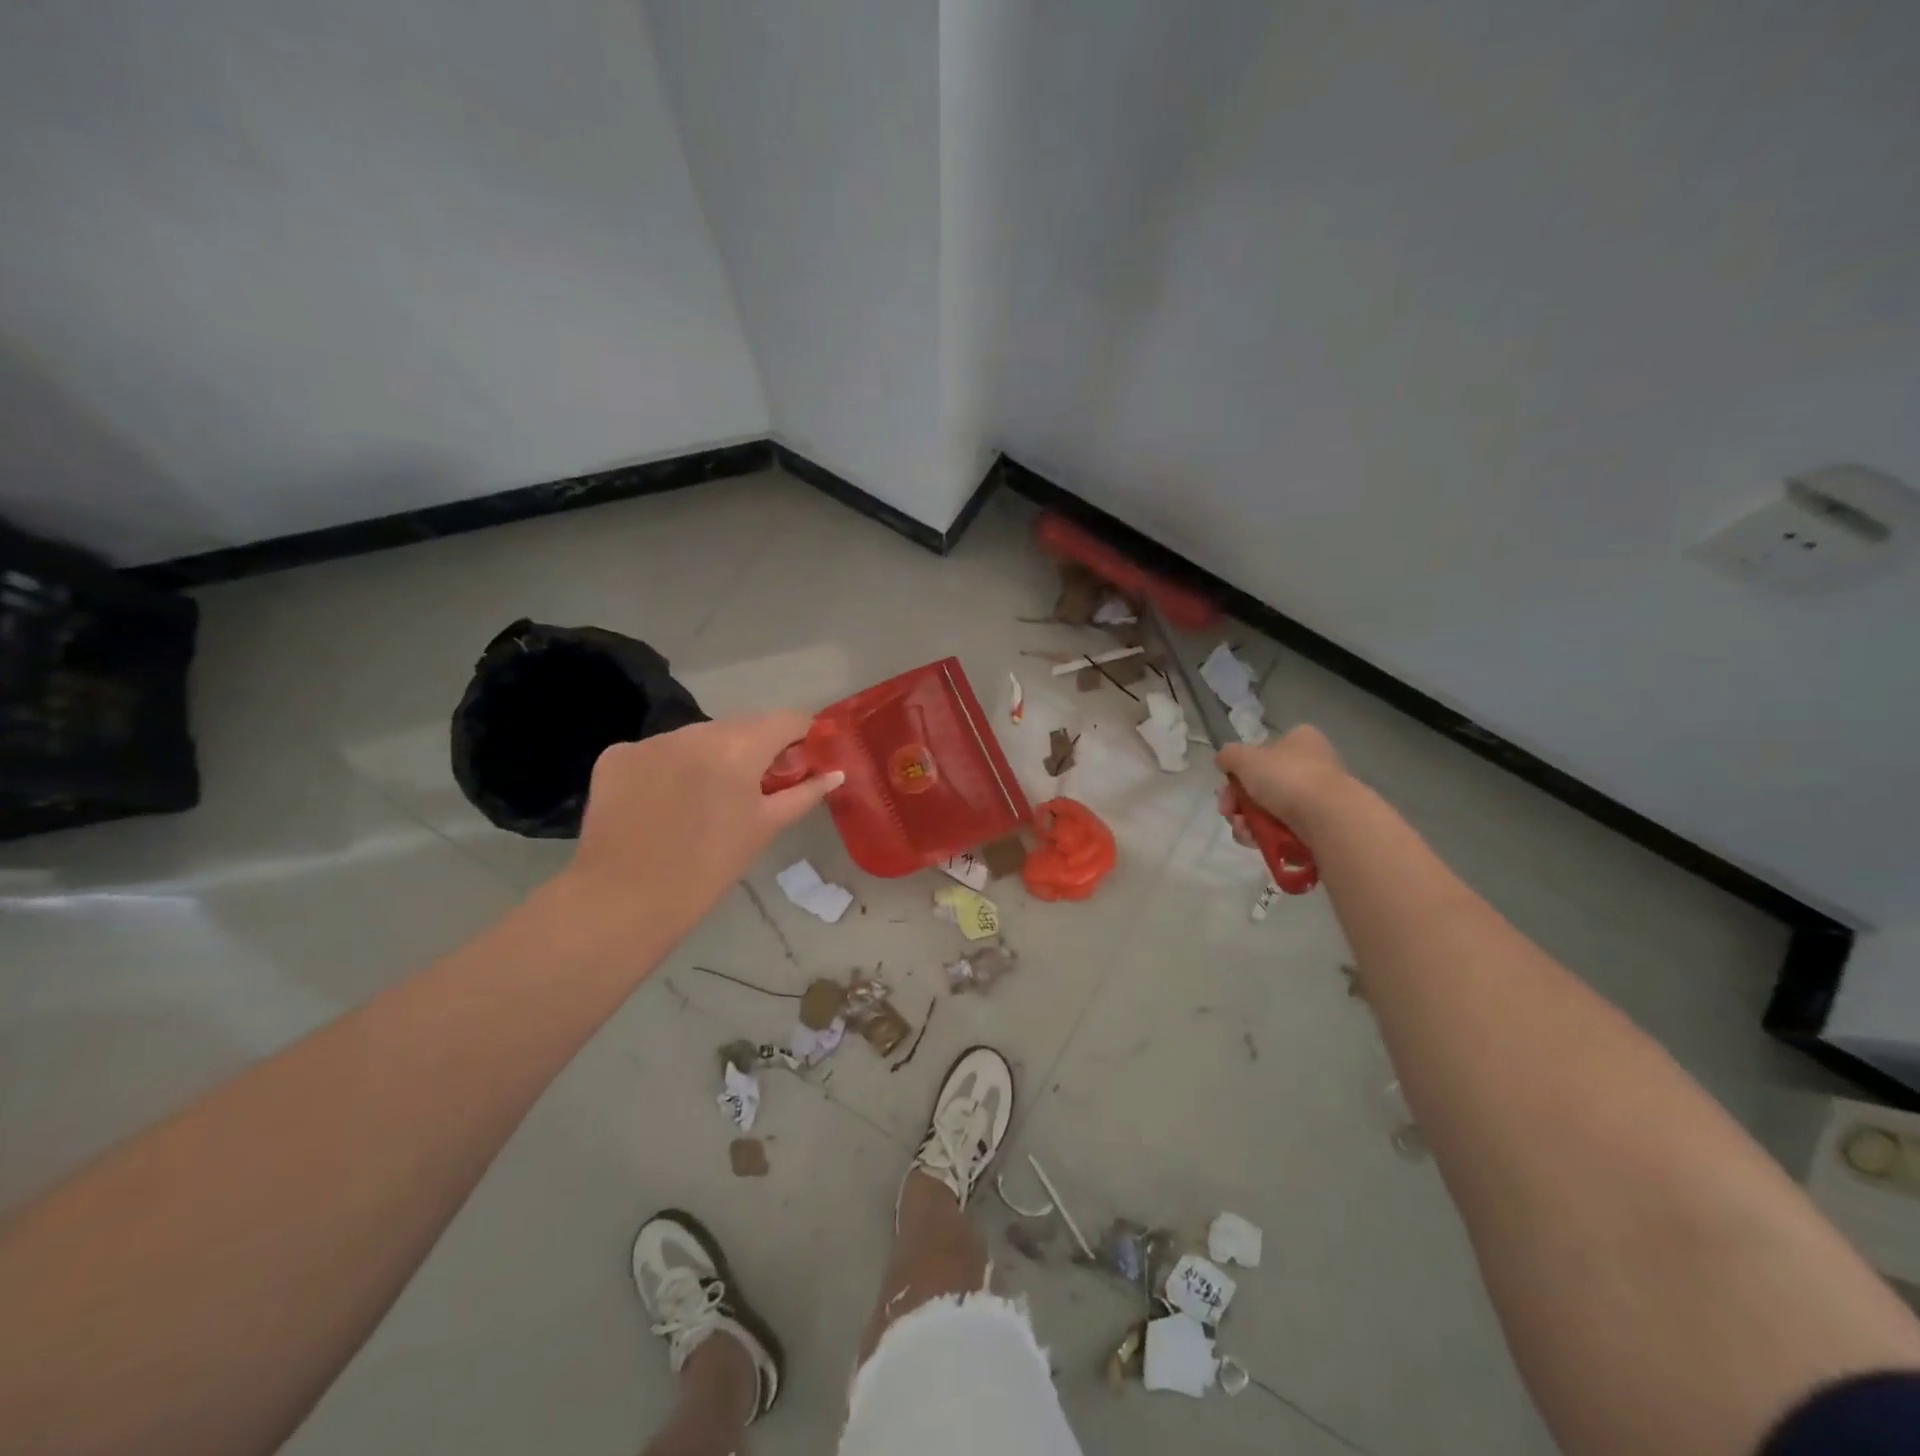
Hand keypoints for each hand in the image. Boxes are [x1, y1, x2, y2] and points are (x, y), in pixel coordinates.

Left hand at [561, 713, 841, 944]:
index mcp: (739, 746)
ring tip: (704, 799)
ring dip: (710, 756)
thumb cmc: (710, 867)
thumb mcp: (765, 828)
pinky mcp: (616, 755)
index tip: (801, 760)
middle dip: (754, 749)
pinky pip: (657, 751)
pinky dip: (668, 767)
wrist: (625, 899)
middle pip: (740, 726)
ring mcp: (651, 739)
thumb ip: (804, 793)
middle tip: (755, 788)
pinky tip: (662, 802)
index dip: (801, 736)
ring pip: (697, 737)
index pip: (786, 719)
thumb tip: (836, 773)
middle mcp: (695, 730)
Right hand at [1215, 725, 1348, 849]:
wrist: (1328, 819)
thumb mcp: (1245, 757)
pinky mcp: (1317, 827)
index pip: (1262, 752)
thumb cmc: (1287, 778)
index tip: (1225, 785)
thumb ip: (1227, 755)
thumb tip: (1223, 761)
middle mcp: (1311, 766)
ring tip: (1242, 829)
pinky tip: (1254, 841)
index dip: (1239, 770)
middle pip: (1260, 785)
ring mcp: (1316, 799)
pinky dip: (1263, 836)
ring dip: (1245, 821)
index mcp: (1300, 741)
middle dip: (1237, 801)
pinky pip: (1281, 830)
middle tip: (1228, 811)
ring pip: (1266, 810)